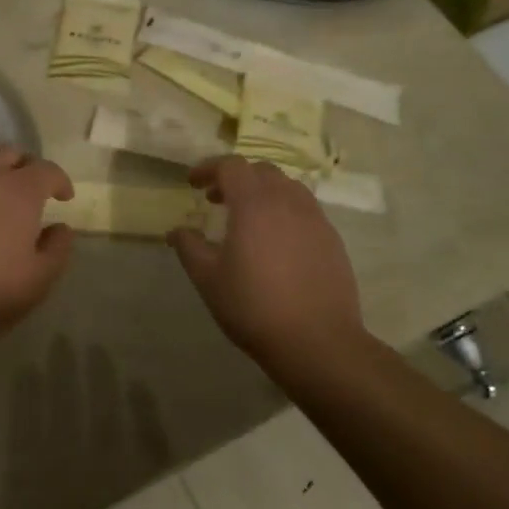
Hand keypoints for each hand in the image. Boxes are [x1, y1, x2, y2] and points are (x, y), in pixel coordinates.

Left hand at [0, 146, 75, 344]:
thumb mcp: (39, 279)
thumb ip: (58, 248)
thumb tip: (60, 228)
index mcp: (18, 191)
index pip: (46, 169)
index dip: (60, 181)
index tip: (65, 198)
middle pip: (10, 154)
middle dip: (27, 166)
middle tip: (34, 192)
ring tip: (1, 201)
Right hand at [168, 156, 368, 361]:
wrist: (318, 343)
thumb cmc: (254, 307)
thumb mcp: (208, 279)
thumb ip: (189, 247)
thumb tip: (176, 231)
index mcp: (254, 203)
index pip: (231, 166)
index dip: (208, 169)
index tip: (193, 184)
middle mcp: (287, 201)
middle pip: (260, 170)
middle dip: (235, 177)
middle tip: (216, 199)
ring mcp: (315, 219)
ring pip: (287, 187)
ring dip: (263, 191)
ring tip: (248, 217)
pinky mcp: (332, 239)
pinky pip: (305, 209)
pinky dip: (285, 210)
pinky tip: (276, 241)